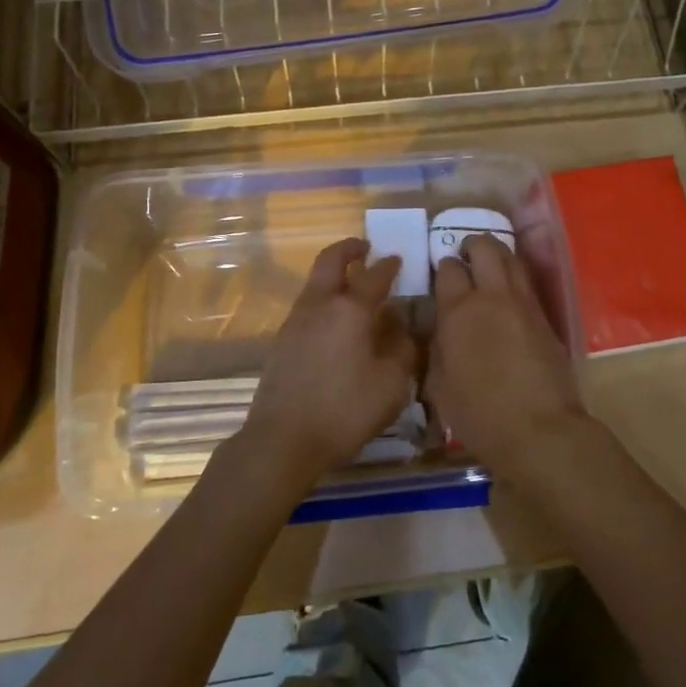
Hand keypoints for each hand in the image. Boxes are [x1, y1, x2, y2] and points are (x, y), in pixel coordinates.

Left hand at [237, 238, 418, 485]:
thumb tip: (404, 329)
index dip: (389, 265)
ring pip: (315, 284)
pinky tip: (336, 325)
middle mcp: (319, 306)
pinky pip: (307, 307)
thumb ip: (403, 350)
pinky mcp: (281, 343)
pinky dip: (324, 301)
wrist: (282, 439)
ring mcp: (295, 322)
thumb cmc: (345, 409)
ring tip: (353, 286)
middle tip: (364, 247)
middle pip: (330, 262)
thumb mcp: (392, 384)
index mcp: (350, 309)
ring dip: (334, 275)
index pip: (374, 275)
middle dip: (348, 249)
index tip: (398, 258)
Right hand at [426, 234, 583, 479]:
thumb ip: (437, 348)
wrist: (540, 430)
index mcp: (459, 311)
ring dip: (498, 255)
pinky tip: (508, 293)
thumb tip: (439, 331)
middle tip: (465, 255)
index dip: (443, 266)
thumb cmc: (480, 415)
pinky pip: (527, 284)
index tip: (440, 274)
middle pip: (485, 248)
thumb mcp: (439, 385)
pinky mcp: (546, 317)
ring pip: (512, 259)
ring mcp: (524, 304)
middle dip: (472, 245)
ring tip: (488, 266)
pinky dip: (515, 278)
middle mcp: (492, 297)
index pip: (448, 269)